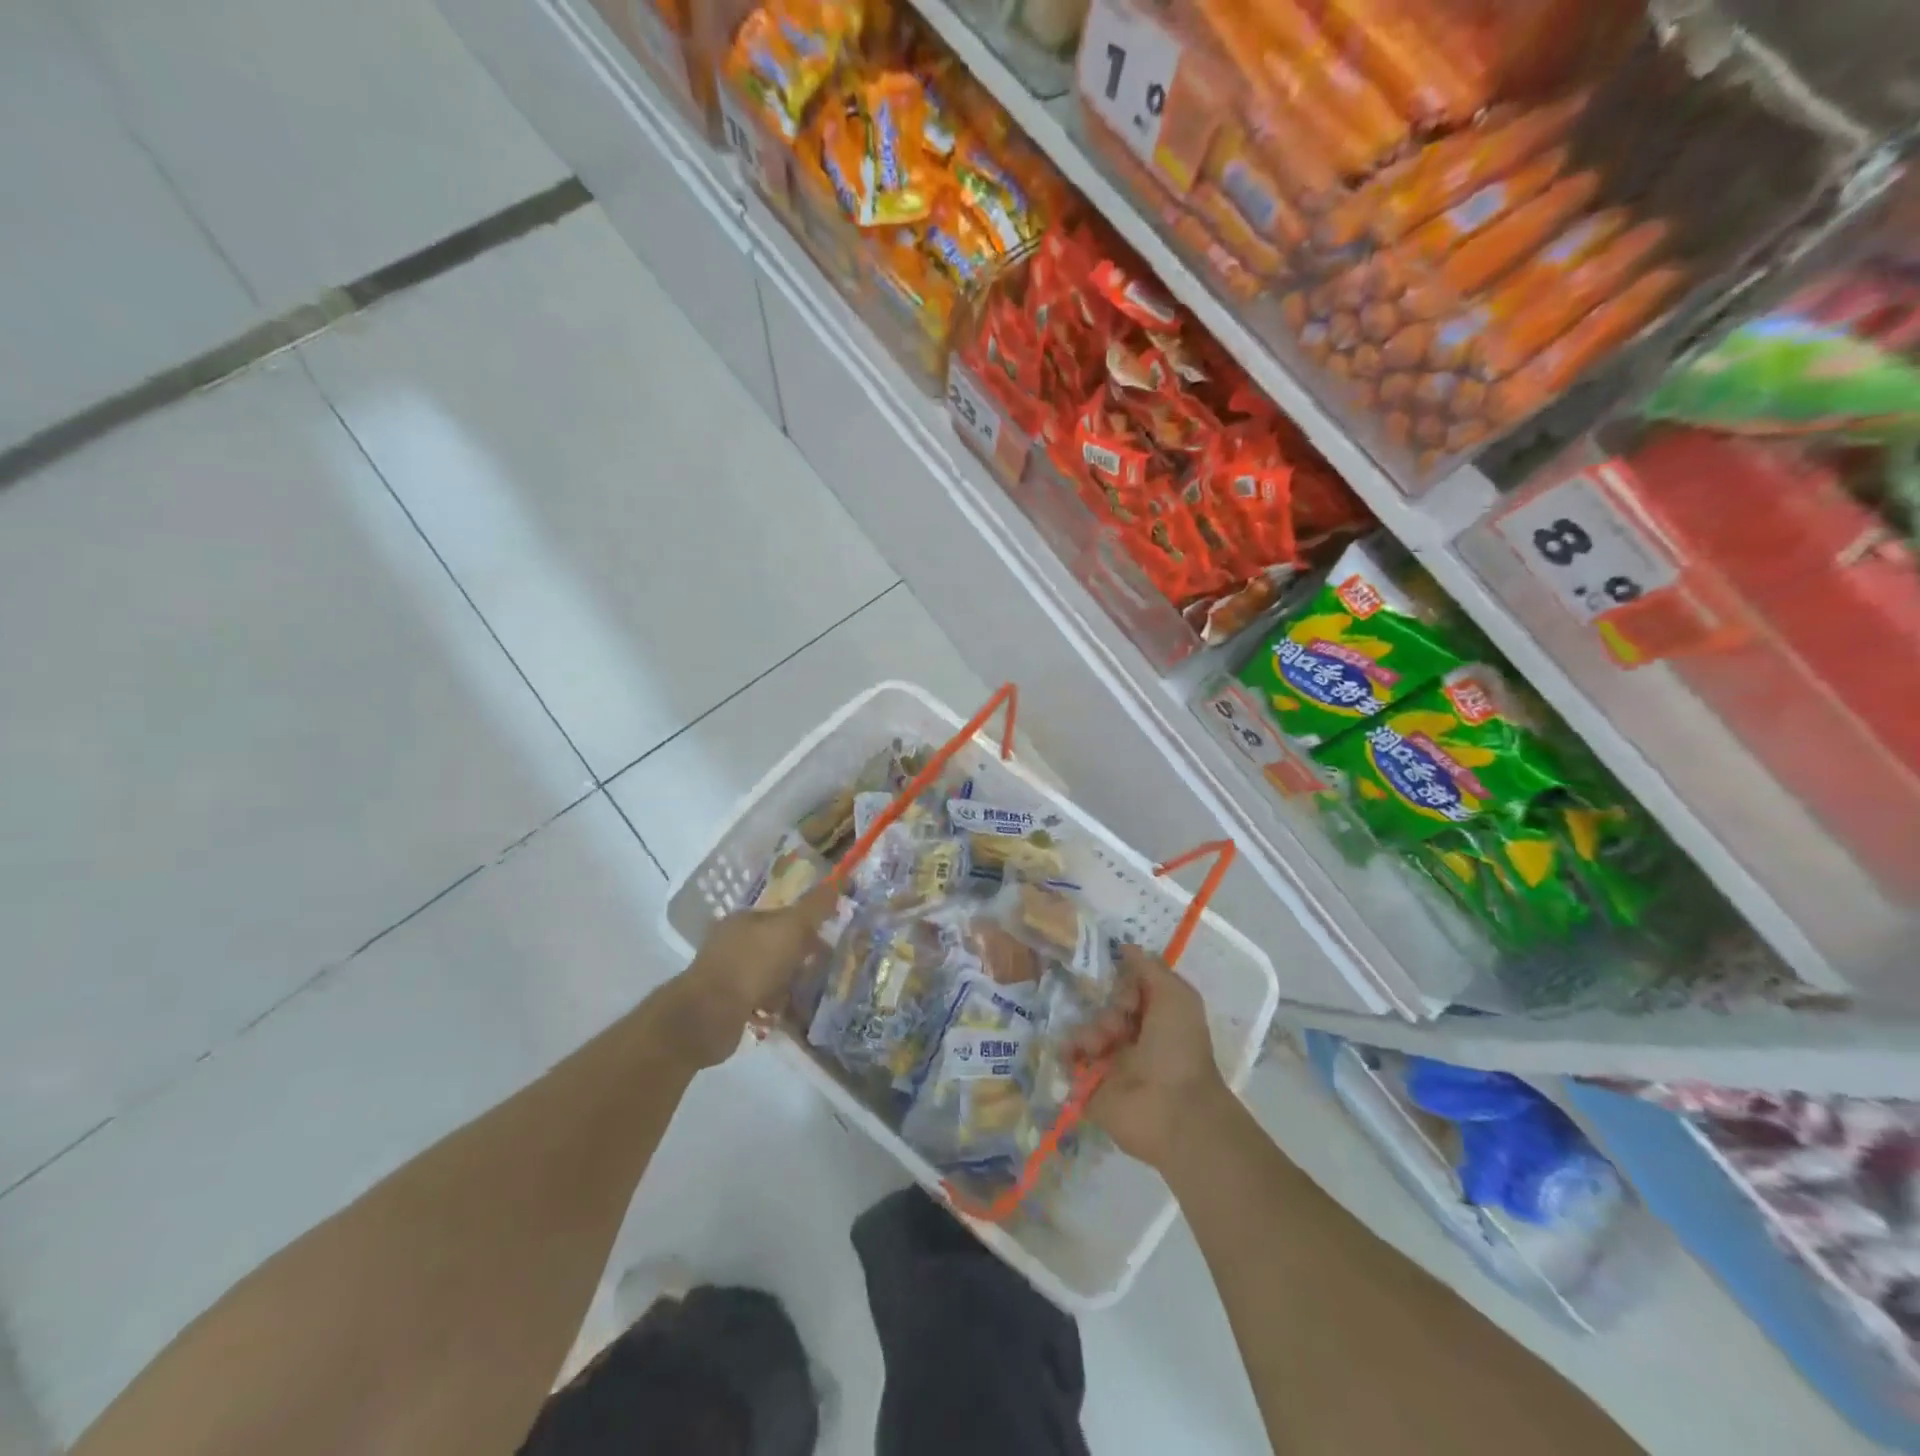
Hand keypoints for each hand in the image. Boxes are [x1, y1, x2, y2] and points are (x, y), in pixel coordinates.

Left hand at [654, 882, 838, 1068]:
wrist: (709, 1016)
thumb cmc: (752, 964)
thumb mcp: (791, 928)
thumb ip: (815, 906)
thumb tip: (838, 883)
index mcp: (745, 919)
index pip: (783, 916)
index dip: (808, 927)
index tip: (829, 943)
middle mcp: (733, 943)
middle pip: (777, 946)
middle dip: (800, 958)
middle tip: (824, 972)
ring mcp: (727, 975)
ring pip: (770, 975)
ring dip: (790, 985)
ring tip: (812, 998)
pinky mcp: (726, 1006)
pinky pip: (761, 1001)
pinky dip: (776, 1007)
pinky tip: (791, 1017)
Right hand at [1067, 944, 1231, 1169]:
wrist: (1172, 1110)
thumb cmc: (1178, 1048)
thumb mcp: (1175, 996)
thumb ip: (1149, 967)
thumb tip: (1125, 946)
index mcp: (1156, 1019)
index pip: (1129, 989)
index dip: (1125, 984)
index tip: (1129, 992)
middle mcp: (1133, 1038)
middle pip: (1104, 1006)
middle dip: (1109, 1008)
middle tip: (1120, 1023)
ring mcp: (1110, 1063)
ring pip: (1085, 1030)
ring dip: (1091, 1032)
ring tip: (1101, 1046)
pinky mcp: (1089, 1086)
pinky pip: (1068, 1059)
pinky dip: (1067, 1051)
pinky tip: (1075, 1053)